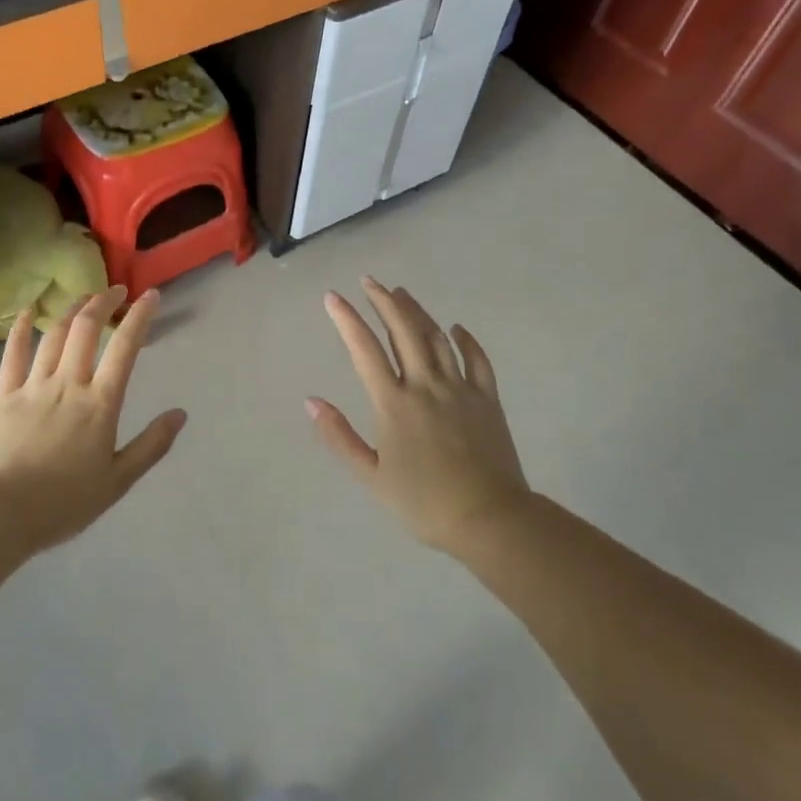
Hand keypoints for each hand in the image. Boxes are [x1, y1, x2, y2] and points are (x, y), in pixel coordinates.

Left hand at [0, 286, 186, 550]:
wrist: (0, 515)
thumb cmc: (64, 502)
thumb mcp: (118, 480)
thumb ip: (151, 445)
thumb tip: (180, 414)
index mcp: (100, 403)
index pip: (125, 347)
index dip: (140, 316)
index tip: (151, 296)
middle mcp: (68, 384)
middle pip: (86, 328)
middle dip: (104, 301)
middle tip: (117, 291)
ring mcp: (33, 385)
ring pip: (54, 334)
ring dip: (72, 309)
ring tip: (85, 298)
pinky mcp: (4, 394)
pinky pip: (12, 352)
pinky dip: (20, 327)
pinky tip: (27, 310)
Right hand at [308, 278, 528, 556]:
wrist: (489, 519)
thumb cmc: (424, 502)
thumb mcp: (371, 476)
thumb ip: (339, 437)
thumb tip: (311, 401)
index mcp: (394, 403)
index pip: (365, 349)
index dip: (347, 319)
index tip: (333, 296)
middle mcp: (425, 385)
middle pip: (403, 331)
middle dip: (384, 301)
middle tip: (370, 281)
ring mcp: (460, 389)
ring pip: (436, 338)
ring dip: (417, 312)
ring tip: (402, 293)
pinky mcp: (487, 399)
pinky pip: (477, 360)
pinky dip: (465, 340)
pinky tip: (456, 329)